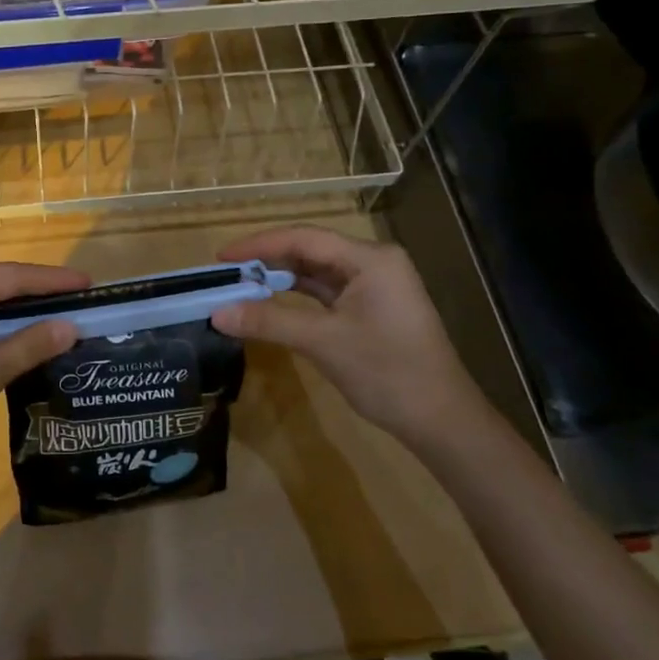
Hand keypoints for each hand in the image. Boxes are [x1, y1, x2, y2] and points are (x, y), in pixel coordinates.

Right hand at [208, 226, 482, 446]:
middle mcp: (373, 263)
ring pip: (316, 273)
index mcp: (370, 259)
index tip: (222, 256)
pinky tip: (269, 304)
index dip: (259, 245)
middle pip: (310, 251)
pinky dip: (297, 298)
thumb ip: (269, 322)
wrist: (441, 421)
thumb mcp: (323, 343)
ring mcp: (374, 286)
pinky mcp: (371, 309)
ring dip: (280, 279)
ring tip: (240, 286)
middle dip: (267, 261)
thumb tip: (216, 313)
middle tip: (226, 273)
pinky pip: (326, 293)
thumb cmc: (387, 372)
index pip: (304, 239)